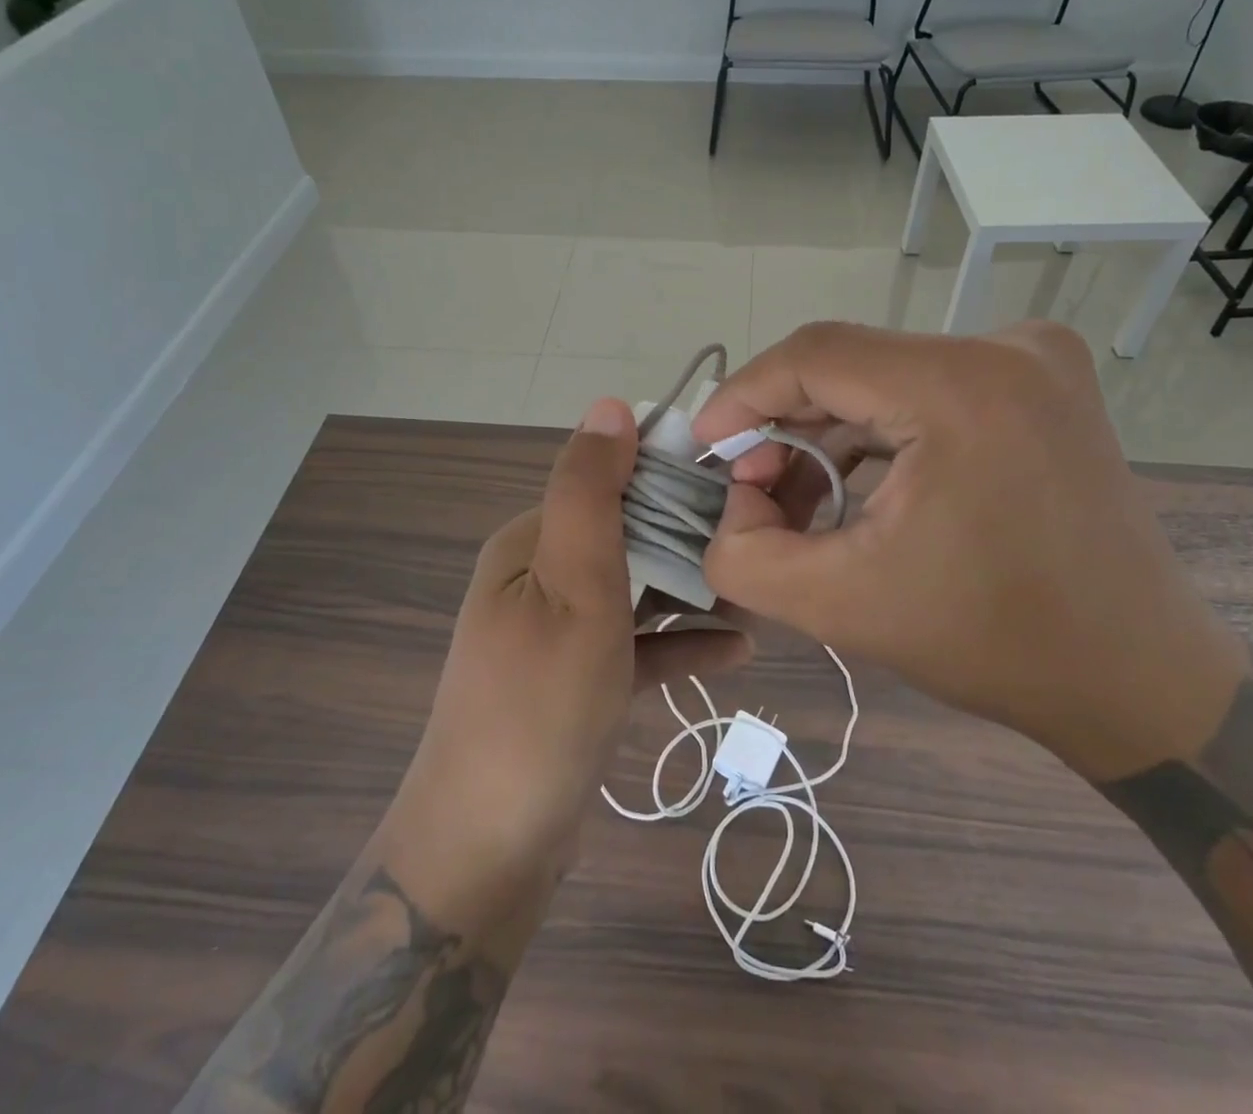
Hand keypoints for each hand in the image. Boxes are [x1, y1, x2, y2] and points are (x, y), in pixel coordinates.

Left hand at [380, 400, 748, 920]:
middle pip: (629, 536)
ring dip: (694, 592)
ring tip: (761, 596)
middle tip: (764, 548)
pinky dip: (679, 644)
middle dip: (692, 539)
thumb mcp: (572, 587)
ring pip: (638, 592)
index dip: (673, 477)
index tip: (741, 488)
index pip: (610, 482)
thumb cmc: (539, 704)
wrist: (488, 848)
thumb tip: (611, 405)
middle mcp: (540, 577)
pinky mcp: (578, 681)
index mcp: (532, 542)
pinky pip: (637, 647)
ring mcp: (558, 632)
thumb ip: (591, 495)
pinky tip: (737, 649)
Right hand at [693, 322, 1245, 781]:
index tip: (704, 445)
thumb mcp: (842, 605)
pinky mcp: (1042, 385)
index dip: (744, 393)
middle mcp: (1007, 348)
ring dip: (829, 433)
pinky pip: (928, 390)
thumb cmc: (996, 643)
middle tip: (750, 485)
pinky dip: (878, 434)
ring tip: (797, 500)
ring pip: (886, 377)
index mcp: (963, 387)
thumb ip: (746, 551)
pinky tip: (854, 489)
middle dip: (784, 424)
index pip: (816, 355)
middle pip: (850, 364)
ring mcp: (1035, 361)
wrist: (1138, 680)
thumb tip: (733, 496)